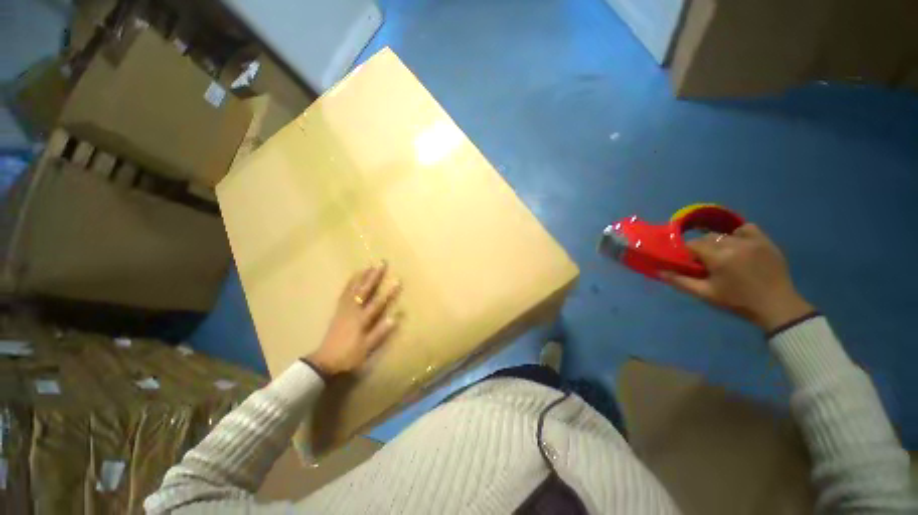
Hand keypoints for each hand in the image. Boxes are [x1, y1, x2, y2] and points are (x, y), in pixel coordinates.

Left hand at [307, 263, 400, 376]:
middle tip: (381, 263)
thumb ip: (380, 332)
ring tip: (368, 265)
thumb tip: (395, 317)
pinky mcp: (338, 310)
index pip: (378, 303)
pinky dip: (349, 284)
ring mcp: (344, 309)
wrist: (324, 361)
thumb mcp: (367, 348)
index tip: (398, 280)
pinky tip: (353, 278)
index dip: (389, 292)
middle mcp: (353, 311)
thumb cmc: (348, 355)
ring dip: (362, 276)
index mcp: (361, 320)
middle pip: (365, 290)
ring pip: (353, 289)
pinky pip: (344, 293)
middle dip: (374, 276)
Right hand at [661, 224, 813, 331]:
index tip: (690, 263)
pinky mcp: (765, 241)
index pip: (692, 245)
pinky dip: (739, 234)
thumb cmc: (737, 301)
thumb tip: (660, 272)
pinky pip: (747, 229)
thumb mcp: (706, 294)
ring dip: (718, 243)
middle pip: (707, 238)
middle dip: (702, 247)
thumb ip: (681, 282)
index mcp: (718, 257)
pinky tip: (739, 246)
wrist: (777, 306)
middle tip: (706, 262)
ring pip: (724, 234)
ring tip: (723, 256)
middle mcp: (734, 244)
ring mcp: (752, 241)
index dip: (687, 253)